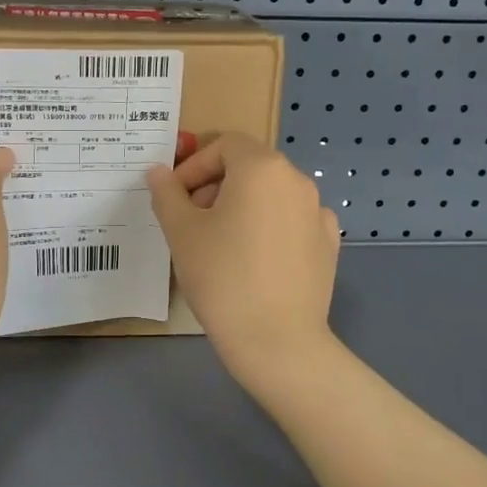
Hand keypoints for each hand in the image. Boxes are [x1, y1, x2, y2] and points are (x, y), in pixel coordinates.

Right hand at [146, 133, 339, 375]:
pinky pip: (291, 221)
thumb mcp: (181, 232)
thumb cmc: (222, 277)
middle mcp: (297, 181)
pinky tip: (255, 260)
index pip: (225, 145)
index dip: (194, 166)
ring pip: (271, 194)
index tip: (174, 197)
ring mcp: (318, 213)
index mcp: (262, 168)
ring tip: (219, 243)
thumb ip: (167, 193)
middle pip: (250, 167)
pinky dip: (269, 228)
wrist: (277, 340)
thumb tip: (158, 171)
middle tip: (191, 221)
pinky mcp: (328, 244)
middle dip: (215, 186)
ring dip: (242, 206)